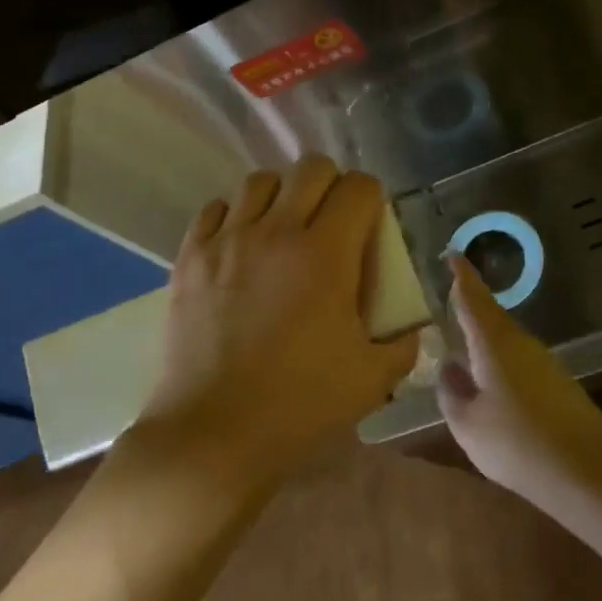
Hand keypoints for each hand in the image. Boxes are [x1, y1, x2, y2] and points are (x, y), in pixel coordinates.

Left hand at [139, 156, 419, 493]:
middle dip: (331, 185)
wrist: (214, 433)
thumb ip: (403, 343)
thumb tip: (410, 325)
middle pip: (311, 168)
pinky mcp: (191, 256)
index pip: (359, 187)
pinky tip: (240, 245)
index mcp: (326, 253)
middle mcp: (277, 231)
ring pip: (260, 181)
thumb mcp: (373, 378)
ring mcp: (228, 240)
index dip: (372, 197)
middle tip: (331, 222)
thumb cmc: (300, 404)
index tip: (370, 224)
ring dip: (281, 195)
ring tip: (283, 229)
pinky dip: (234, 216)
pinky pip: (215, 209)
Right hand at [436, 256, 601, 510]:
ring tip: (466, 348)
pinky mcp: (558, 382)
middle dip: (471, 307)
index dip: (462, 276)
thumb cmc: (517, 443)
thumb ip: (451, 393)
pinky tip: (495, 386)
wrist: (587, 470)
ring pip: (506, 340)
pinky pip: (520, 361)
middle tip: (451, 301)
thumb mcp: (468, 424)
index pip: (473, 299)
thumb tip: (448, 369)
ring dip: (486, 339)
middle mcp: (520, 343)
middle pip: (491, 317)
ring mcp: (543, 361)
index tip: (453, 254)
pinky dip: (502, 362)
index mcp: (493, 343)